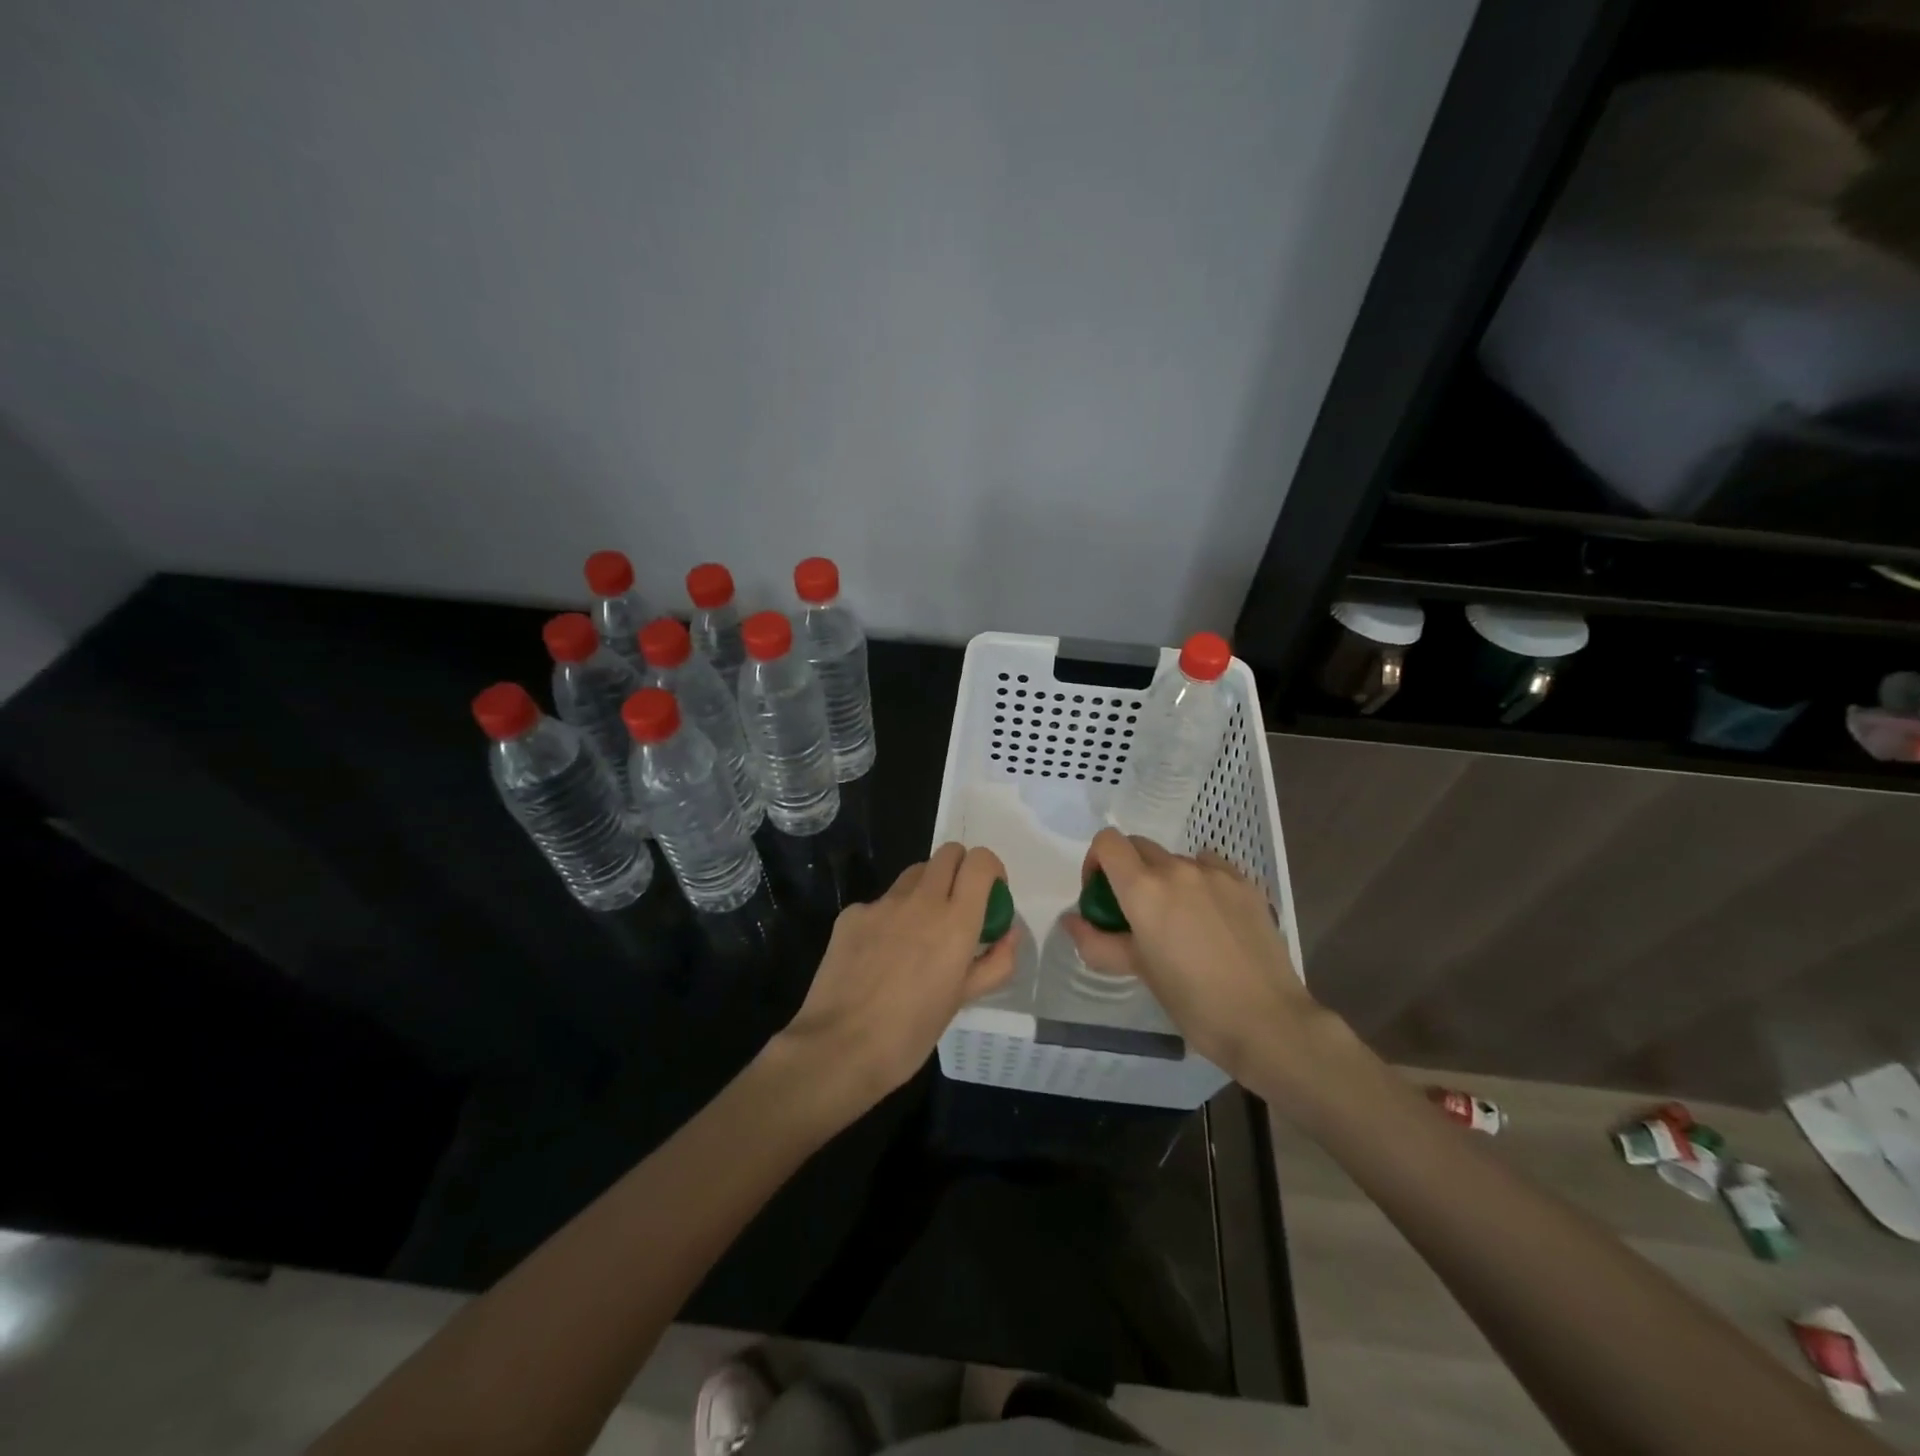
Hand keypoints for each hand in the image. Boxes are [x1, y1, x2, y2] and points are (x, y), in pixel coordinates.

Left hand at [780, 843, 1017, 1112]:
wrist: (838, 1047)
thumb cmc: (910, 1033)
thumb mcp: (962, 1000)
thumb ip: (994, 962)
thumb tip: (1008, 934)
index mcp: (956, 921)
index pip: (980, 861)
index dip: (990, 870)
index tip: (990, 894)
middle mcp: (921, 900)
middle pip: (948, 853)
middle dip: (960, 870)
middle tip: (957, 907)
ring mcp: (882, 903)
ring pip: (914, 874)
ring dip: (925, 889)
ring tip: (918, 932)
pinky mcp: (851, 913)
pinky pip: (880, 902)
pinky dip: (889, 917)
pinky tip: (879, 955)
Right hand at [1063, 829, 1328, 1095]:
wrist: (1268, 1021)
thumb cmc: (1193, 1002)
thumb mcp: (1138, 971)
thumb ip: (1098, 942)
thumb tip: (1071, 921)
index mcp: (1144, 889)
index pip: (1108, 842)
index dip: (1096, 861)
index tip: (1101, 895)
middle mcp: (1177, 869)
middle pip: (1139, 847)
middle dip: (1128, 871)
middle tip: (1135, 913)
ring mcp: (1216, 873)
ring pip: (1176, 859)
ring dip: (1166, 879)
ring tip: (1180, 922)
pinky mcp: (1246, 884)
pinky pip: (1210, 868)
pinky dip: (1200, 882)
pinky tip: (1211, 918)